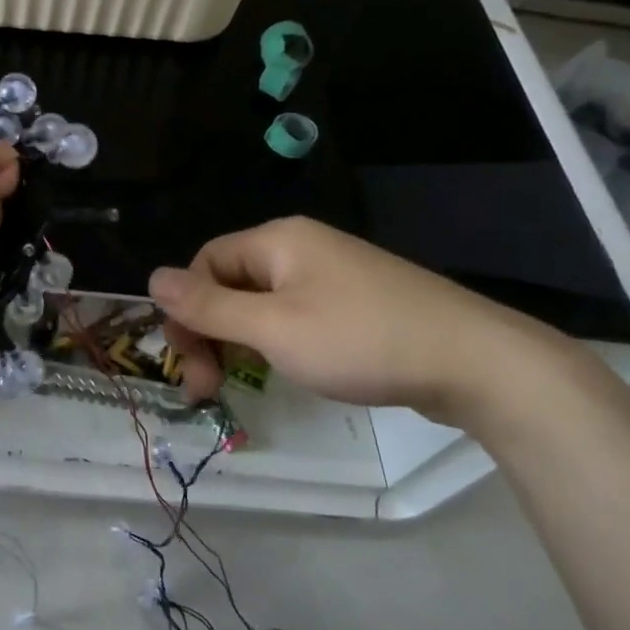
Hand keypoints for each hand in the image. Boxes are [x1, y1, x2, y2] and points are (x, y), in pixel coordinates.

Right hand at [149, 217, 573, 424]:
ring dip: (238, 343)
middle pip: (230, 283)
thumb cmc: (362, 340)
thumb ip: (210, 306)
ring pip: (261, 303)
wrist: (477, 363)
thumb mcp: (273, 328)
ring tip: (238, 386)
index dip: (187, 311)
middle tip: (207, 389)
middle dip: (210, 333)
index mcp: (277, 240)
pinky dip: (275, 343)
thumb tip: (152, 277)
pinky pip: (294, 315)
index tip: (188, 365)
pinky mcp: (355, 303)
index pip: (205, 263)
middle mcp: (300, 247)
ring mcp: (332, 275)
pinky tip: (282, 371)